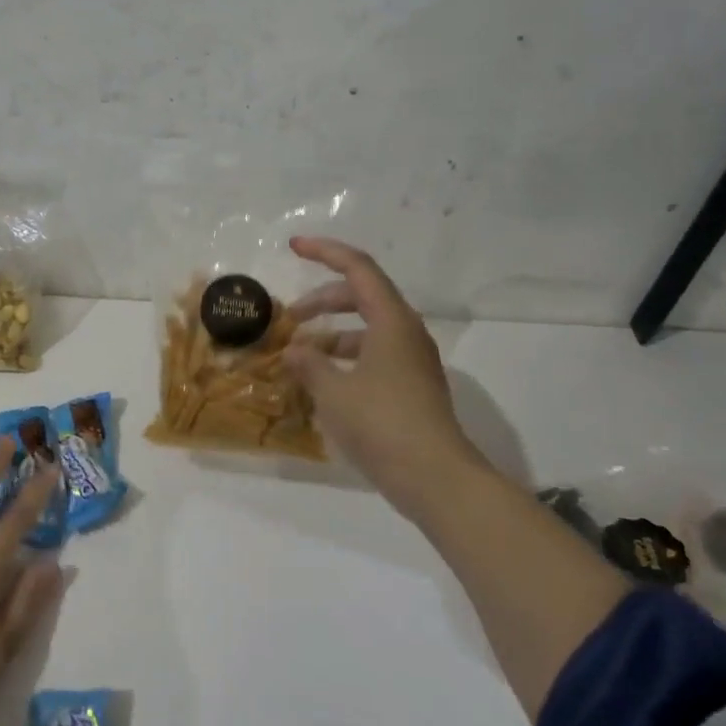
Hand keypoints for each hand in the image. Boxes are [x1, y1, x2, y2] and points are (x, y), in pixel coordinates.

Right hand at [280, 236, 492, 511]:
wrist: (435, 478)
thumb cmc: (382, 424)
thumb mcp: (333, 392)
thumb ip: (308, 364)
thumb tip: (293, 351)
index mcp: (391, 321)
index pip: (357, 268)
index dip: (324, 252)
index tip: (293, 247)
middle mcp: (405, 333)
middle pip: (361, 297)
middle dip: (322, 301)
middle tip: (290, 317)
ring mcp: (411, 361)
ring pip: (367, 329)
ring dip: (332, 334)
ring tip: (300, 355)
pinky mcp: (411, 387)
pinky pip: (373, 356)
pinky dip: (345, 358)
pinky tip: (322, 383)